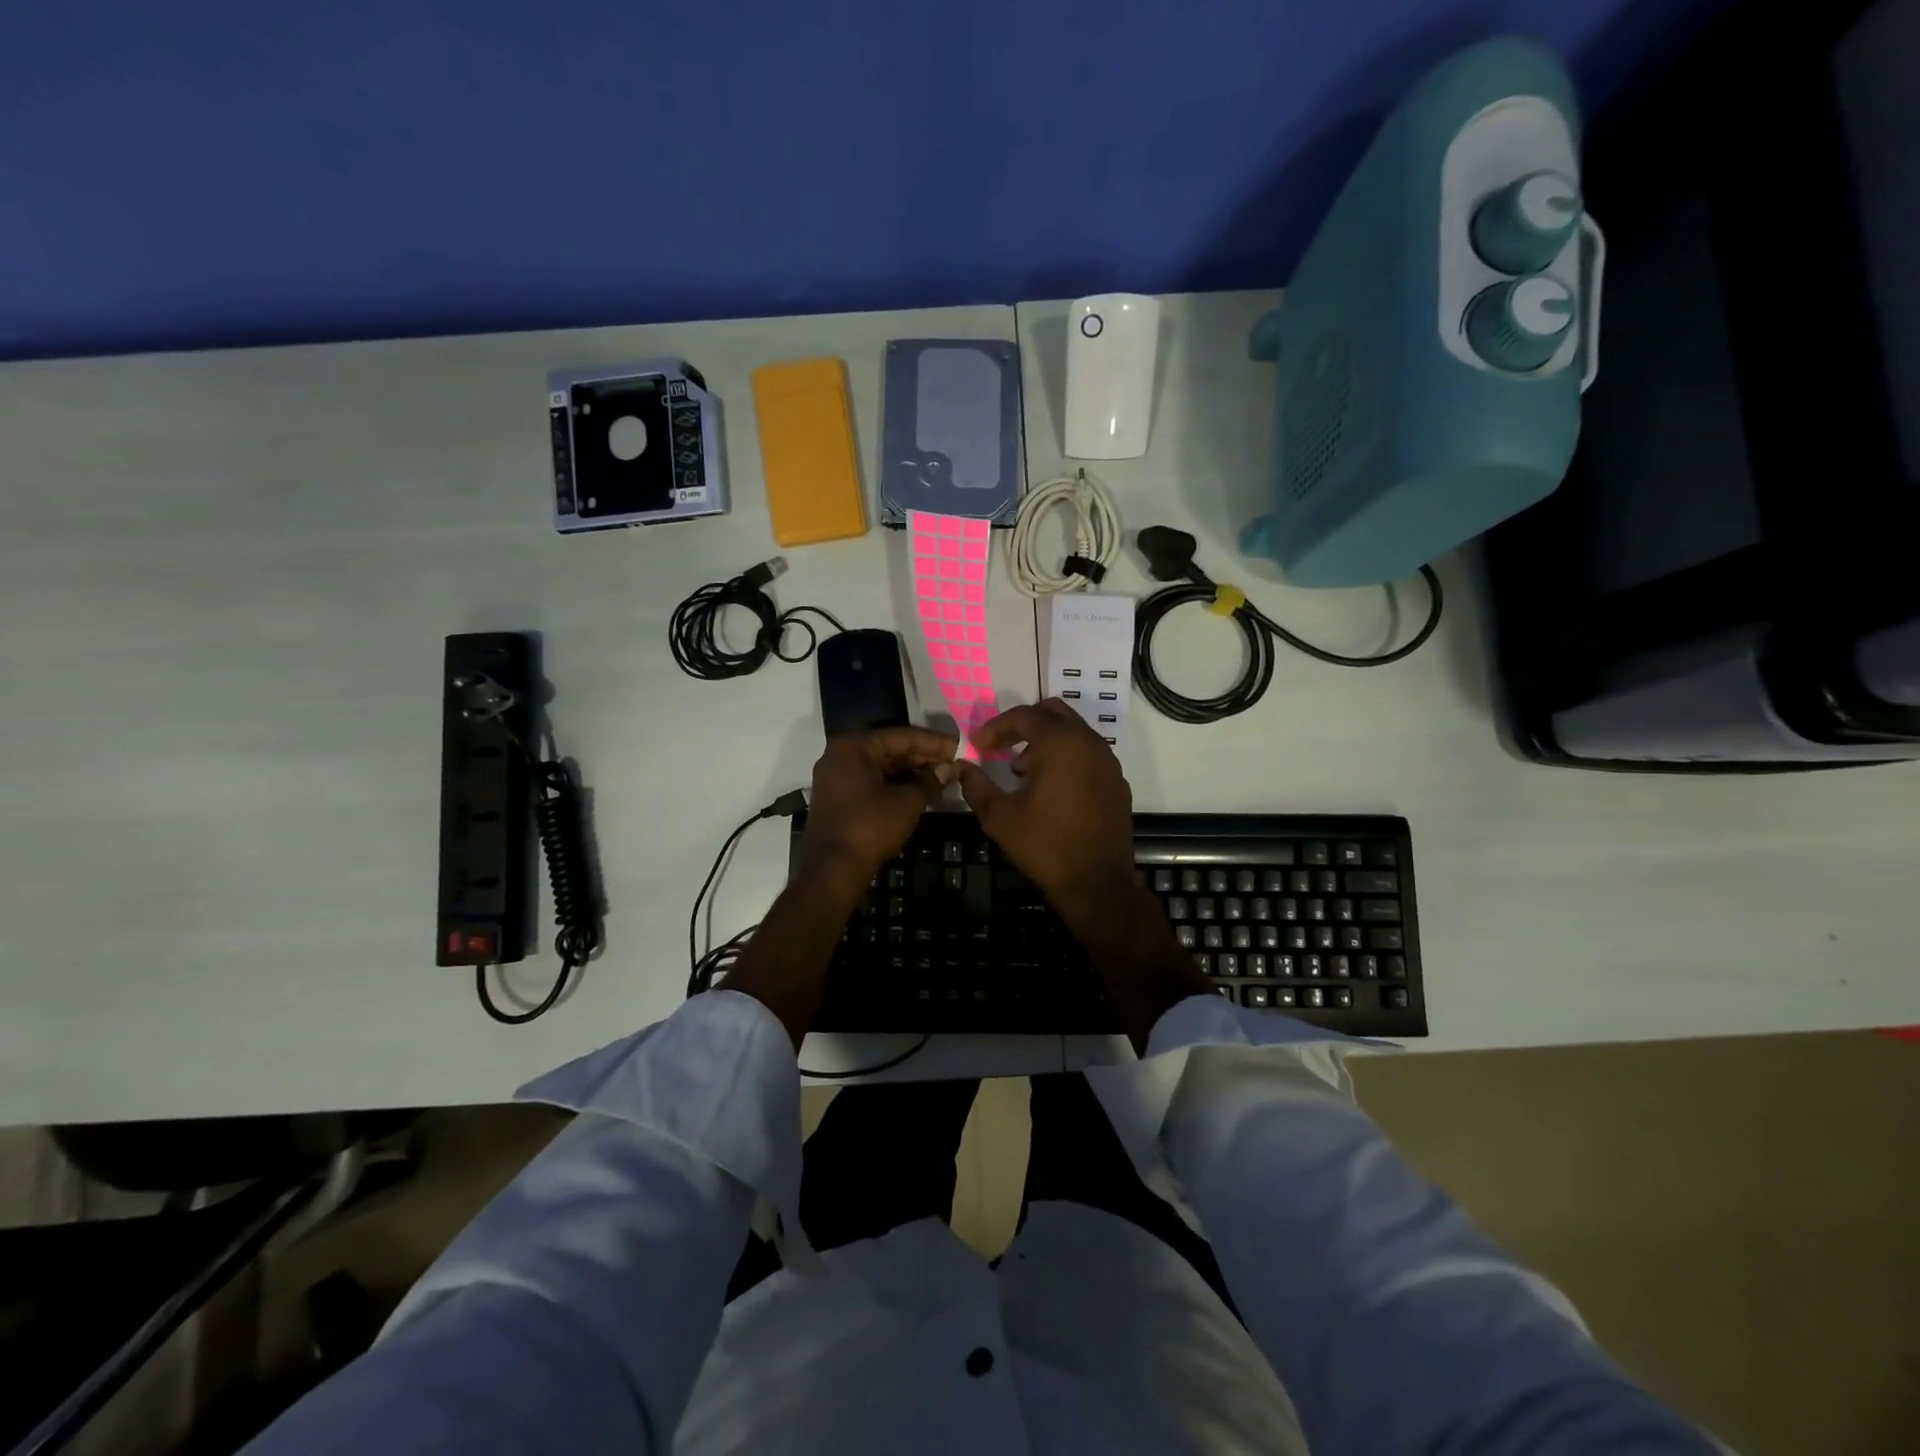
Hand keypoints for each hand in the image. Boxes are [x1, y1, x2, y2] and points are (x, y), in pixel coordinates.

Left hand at [798, 727, 958, 880]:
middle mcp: (840, 756)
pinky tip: (920, 792)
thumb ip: (930, 781)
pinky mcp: (838, 799)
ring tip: (942, 777)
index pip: (901, 736)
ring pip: (881, 767)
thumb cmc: (870, 827)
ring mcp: (836, 778)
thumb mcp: (907, 802)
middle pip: (889, 750)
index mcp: (853, 747)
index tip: (959, 746)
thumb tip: (950, 769)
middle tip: (953, 763)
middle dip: (923, 757)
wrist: (833, 870)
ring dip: (911, 773)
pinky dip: (895, 785)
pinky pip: (871, 783)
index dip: (934, 742)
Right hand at [958, 701, 1209, 1051]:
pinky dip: (1066, 758)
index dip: (995, 728)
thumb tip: (962, 766)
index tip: (978, 747)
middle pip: (1053, 713)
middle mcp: (1089, 742)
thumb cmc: (1044, 845)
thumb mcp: (999, 816)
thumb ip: (976, 785)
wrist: (1097, 883)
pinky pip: (1088, 754)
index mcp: (1060, 743)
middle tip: (1001, 747)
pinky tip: (1050, 789)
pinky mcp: (1117, 782)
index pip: (1024, 716)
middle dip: (1023, 725)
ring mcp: (1108, 761)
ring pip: (1073, 732)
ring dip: (1045, 742)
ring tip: (1021, 771)